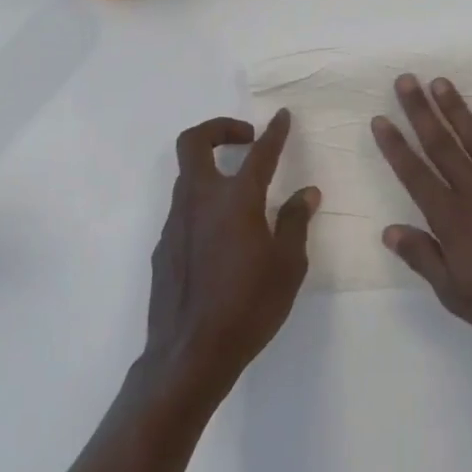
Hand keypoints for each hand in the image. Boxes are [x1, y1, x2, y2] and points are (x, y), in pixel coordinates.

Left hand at [145, 111, 317, 394]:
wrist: (189, 354)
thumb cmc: (249, 306)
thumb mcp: (288, 265)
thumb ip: (296, 222)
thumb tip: (307, 193)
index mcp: (236, 200)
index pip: (259, 154)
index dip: (274, 132)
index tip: (282, 116)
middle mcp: (200, 200)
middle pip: (195, 143)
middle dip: (220, 129)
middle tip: (247, 140)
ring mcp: (176, 222)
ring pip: (187, 176)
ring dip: (212, 168)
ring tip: (242, 192)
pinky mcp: (164, 247)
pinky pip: (184, 209)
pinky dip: (204, 204)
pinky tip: (224, 236)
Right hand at [371, 74, 471, 352]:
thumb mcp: (458, 296)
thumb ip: (424, 259)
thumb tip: (388, 230)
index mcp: (453, 221)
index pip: (416, 176)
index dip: (396, 147)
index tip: (380, 119)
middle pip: (442, 146)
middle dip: (421, 113)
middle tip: (406, 81)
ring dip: (457, 110)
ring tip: (440, 82)